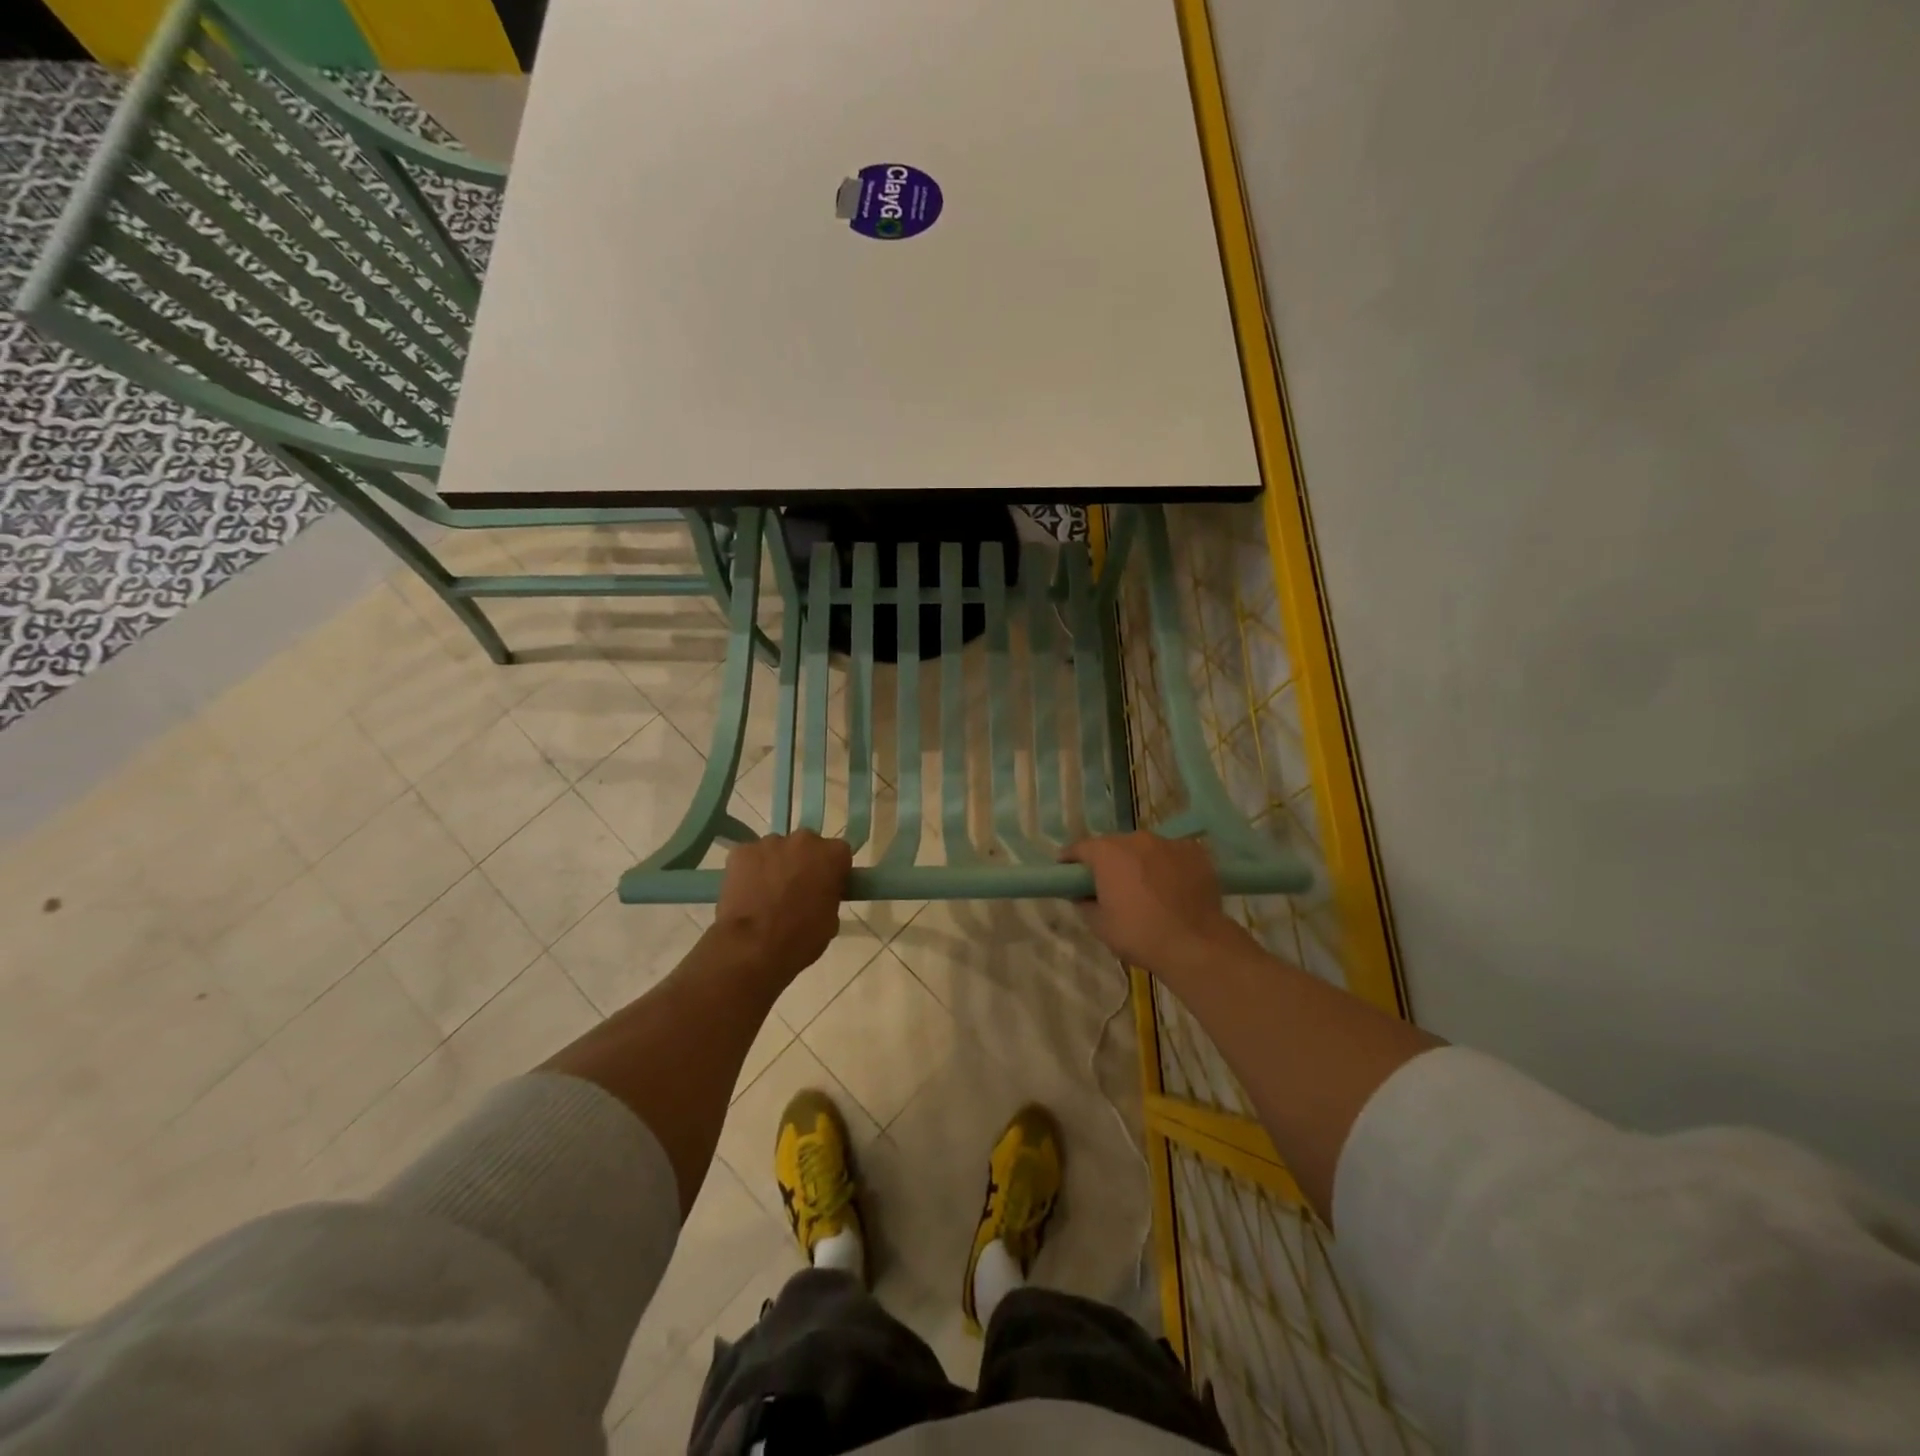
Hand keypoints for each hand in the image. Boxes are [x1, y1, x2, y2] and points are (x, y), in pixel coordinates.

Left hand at [712, 831, 851, 984]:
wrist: (752, 947)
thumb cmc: (800, 937)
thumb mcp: (831, 920)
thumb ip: (829, 895)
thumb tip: (819, 893)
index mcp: (832, 854)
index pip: (839, 854)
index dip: (832, 871)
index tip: (826, 888)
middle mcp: (803, 839)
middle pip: (806, 846)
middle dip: (803, 862)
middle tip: (795, 890)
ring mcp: (769, 842)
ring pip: (776, 850)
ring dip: (775, 865)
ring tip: (766, 896)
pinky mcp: (740, 851)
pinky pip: (749, 858)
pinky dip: (749, 871)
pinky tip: (746, 894)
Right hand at [1062, 832, 1247, 977]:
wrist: (1195, 944)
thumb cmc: (1139, 934)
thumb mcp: (1099, 925)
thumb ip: (1084, 903)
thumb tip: (1082, 894)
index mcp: (1107, 852)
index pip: (1080, 848)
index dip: (1070, 860)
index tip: (1067, 871)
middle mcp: (1136, 839)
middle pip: (1114, 845)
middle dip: (1108, 861)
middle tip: (1109, 884)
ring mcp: (1168, 843)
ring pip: (1145, 849)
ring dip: (1140, 862)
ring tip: (1146, 887)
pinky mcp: (1195, 852)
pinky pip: (1173, 855)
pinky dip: (1168, 866)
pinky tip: (1173, 887)